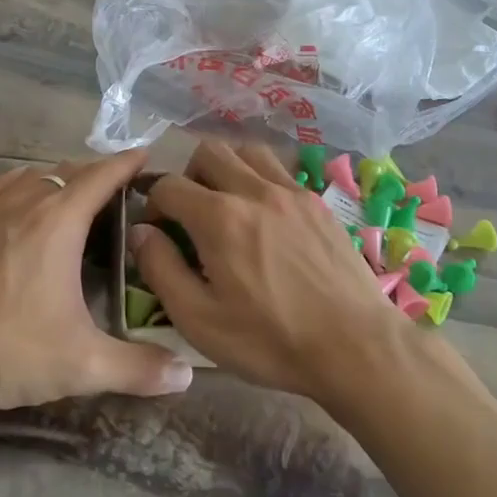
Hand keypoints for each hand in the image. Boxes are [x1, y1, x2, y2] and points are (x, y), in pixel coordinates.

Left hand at [0, 150, 192, 425]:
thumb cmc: (4, 351)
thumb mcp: (81, 365)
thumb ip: (139, 368)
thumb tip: (187, 375)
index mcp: (58, 222)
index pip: (102, 176)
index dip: (127, 162)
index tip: (146, 153)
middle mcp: (24, 203)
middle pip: (68, 171)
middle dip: (97, 172)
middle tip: (120, 186)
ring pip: (31, 176)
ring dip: (59, 177)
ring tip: (74, 191)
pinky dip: (18, 185)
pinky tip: (17, 197)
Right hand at [129, 140, 407, 406]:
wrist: (355, 346)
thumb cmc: (270, 340)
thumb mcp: (199, 320)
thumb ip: (161, 269)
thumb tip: (141, 232)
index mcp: (219, 218)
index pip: (169, 186)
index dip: (153, 204)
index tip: (157, 229)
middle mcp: (254, 191)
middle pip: (208, 151)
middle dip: (188, 175)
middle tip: (191, 213)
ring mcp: (292, 192)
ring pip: (247, 150)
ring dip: (227, 168)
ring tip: (227, 205)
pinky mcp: (318, 202)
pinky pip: (280, 170)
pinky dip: (261, 179)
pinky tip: (266, 216)